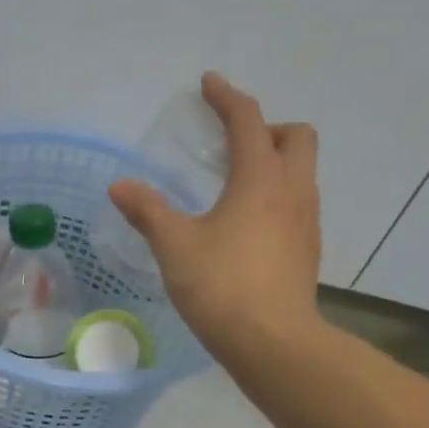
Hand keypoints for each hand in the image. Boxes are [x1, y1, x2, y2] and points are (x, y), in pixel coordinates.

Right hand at [109, 73, 322, 362]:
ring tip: (238, 184)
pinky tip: (250, 226)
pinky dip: (279, 197)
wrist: (273, 343)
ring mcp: (308, 222)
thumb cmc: (221, 287)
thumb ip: (148, 211)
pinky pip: (299, 204)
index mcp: (261, 178)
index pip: (248, 120)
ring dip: (276, 163)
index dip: (226, 97)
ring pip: (302, 172)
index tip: (208, 84)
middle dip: (267, 128)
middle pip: (297, 137)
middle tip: (234, 143)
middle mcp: (294, 190)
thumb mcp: (175, 247)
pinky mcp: (309, 251)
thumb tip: (120, 186)